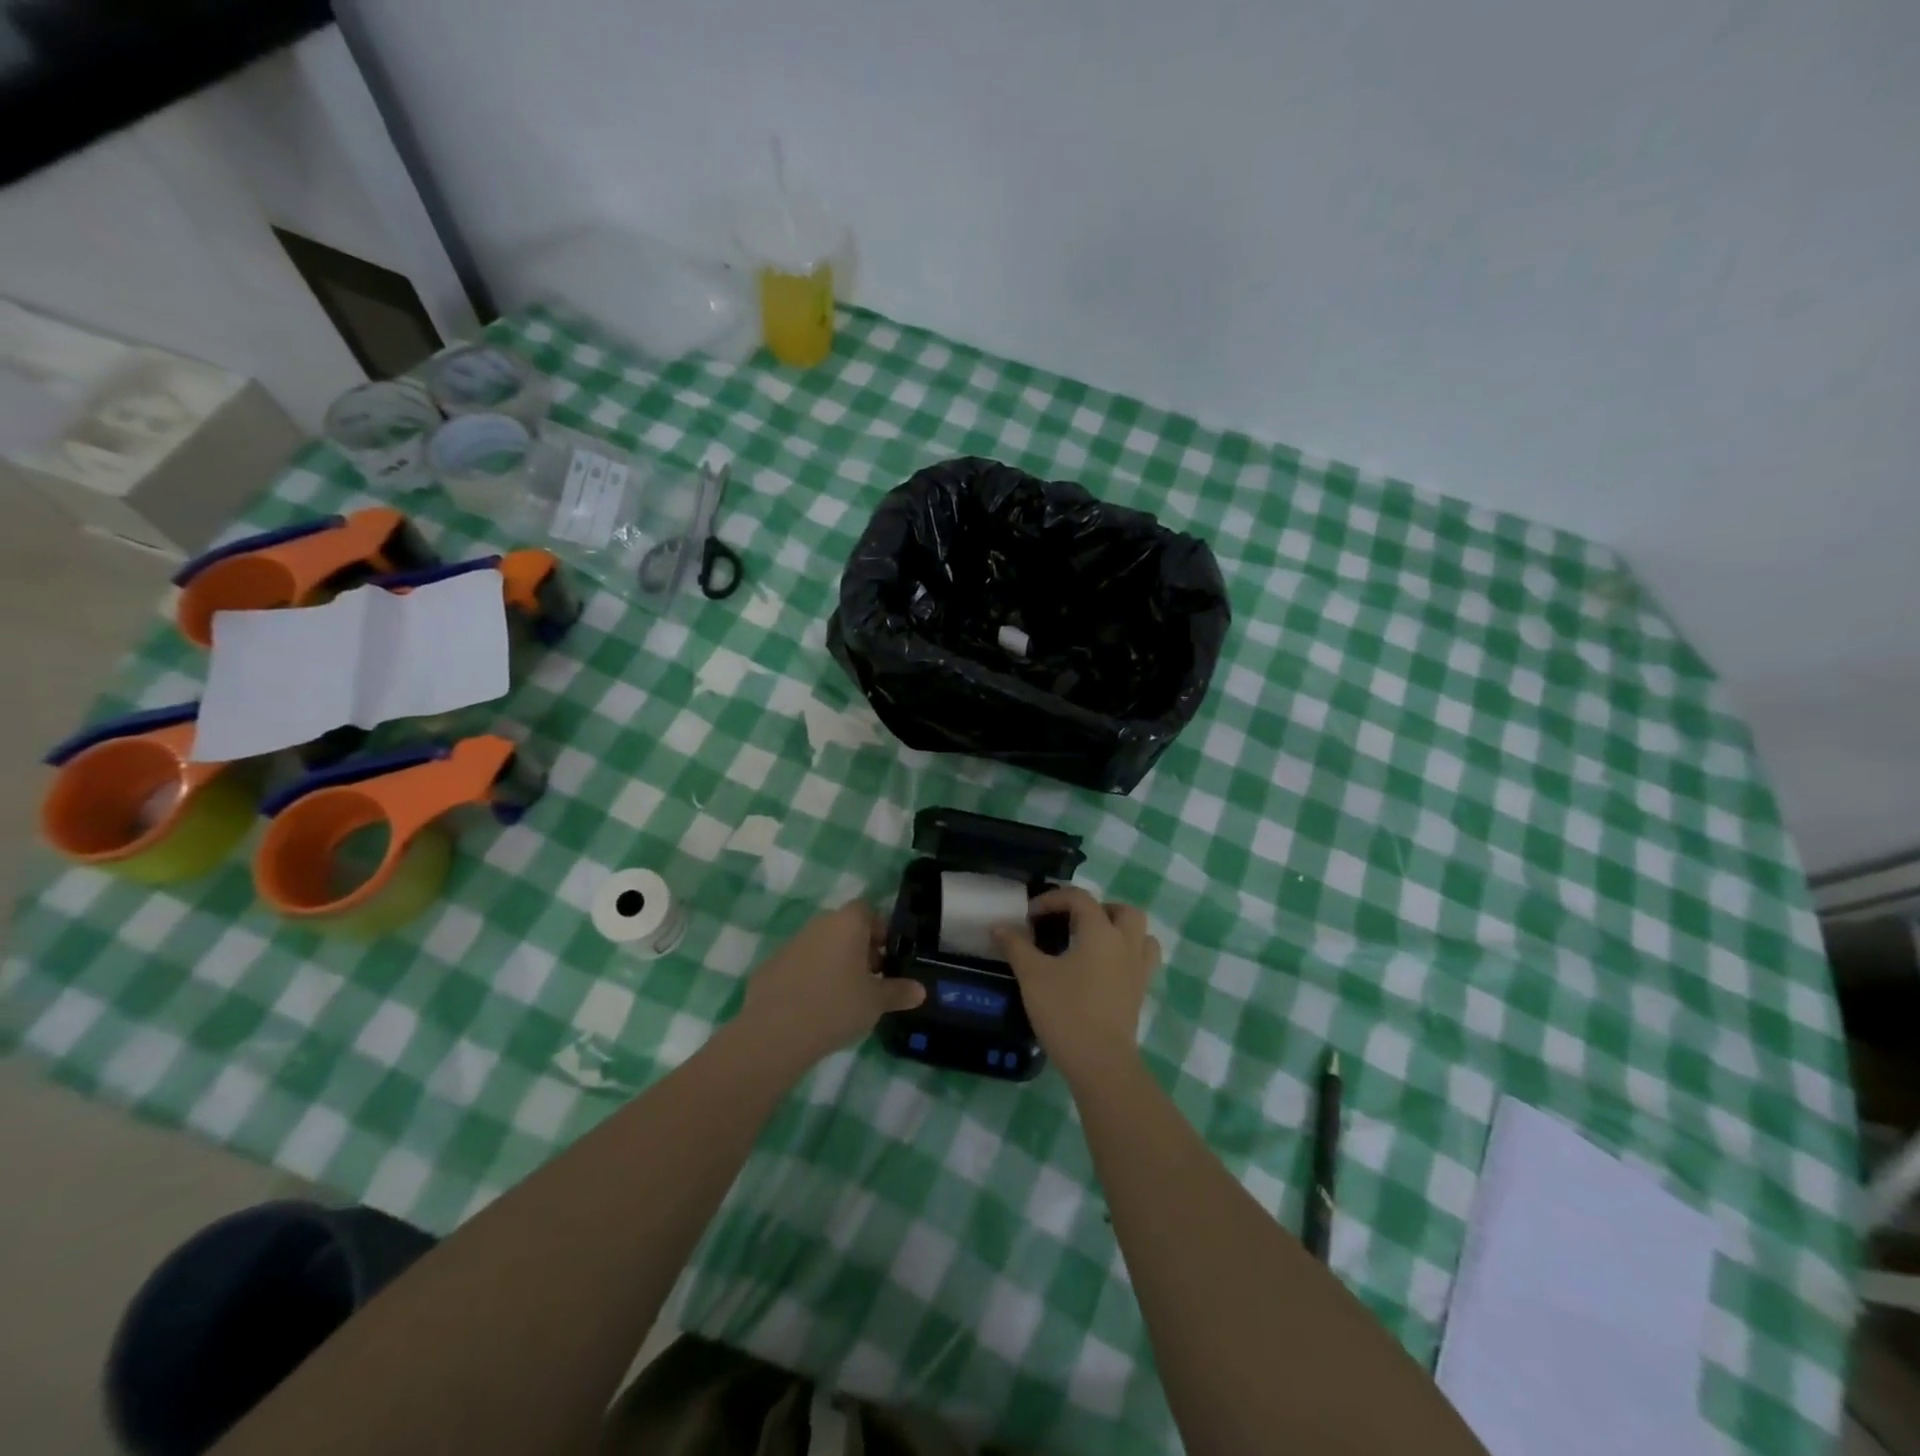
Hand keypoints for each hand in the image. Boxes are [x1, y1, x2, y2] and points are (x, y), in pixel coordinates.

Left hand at [735, 901, 924, 1070]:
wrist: (775, 1032)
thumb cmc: (836, 1005)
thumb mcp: (876, 1002)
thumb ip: (899, 992)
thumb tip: (920, 990)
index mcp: (847, 923)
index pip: (867, 910)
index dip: (879, 930)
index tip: (886, 959)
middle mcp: (818, 925)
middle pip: (844, 927)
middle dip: (859, 949)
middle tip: (870, 980)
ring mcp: (791, 944)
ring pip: (821, 946)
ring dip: (834, 963)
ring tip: (843, 998)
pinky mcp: (770, 966)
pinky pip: (799, 965)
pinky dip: (810, 978)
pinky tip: (813, 1008)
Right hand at [992, 888, 1160, 1082]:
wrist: (1100, 1062)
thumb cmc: (1065, 1012)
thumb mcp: (1032, 976)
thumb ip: (1016, 946)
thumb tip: (999, 927)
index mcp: (1100, 932)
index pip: (1080, 898)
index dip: (1053, 899)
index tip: (1030, 916)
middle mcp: (1125, 944)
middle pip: (1122, 910)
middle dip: (1097, 909)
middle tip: (1072, 923)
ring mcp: (1138, 969)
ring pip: (1140, 934)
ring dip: (1119, 929)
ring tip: (1092, 942)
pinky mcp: (1140, 992)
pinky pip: (1142, 960)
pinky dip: (1127, 954)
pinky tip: (1103, 969)